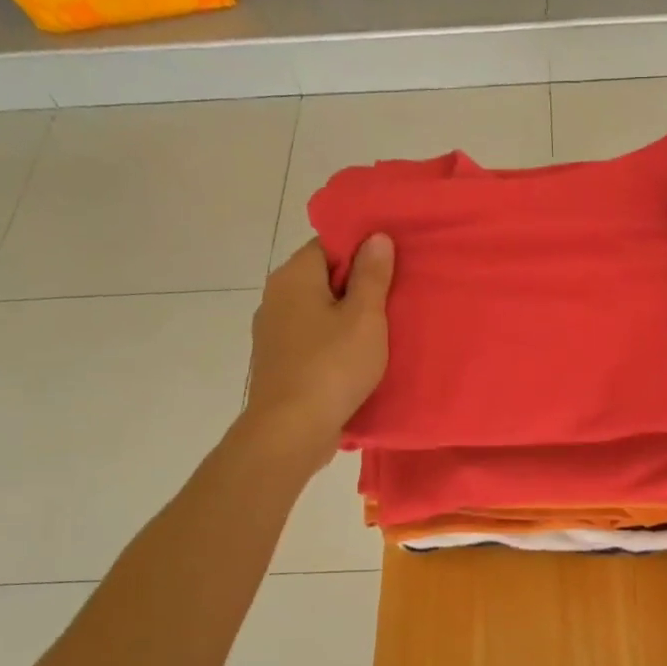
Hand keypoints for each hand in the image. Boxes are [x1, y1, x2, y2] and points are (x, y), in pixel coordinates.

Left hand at [242, 236, 393, 463]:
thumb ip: (372, 275)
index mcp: (294, 276)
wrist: (291, 430)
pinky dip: (331, 341)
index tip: (391, 266)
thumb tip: (376, 236)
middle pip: (322, 277)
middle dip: (356, 286)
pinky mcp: (277, 361)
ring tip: (380, 330)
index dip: (360, 251)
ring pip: (316, 310)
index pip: (328, 244)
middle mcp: (276, 297)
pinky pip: (310, 338)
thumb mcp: (364, 317)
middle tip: (394, 298)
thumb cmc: (332, 366)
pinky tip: (354, 358)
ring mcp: (272, 331)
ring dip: (344, 317)